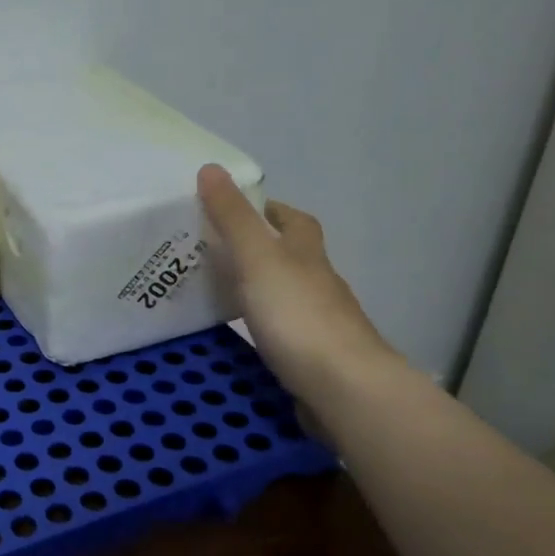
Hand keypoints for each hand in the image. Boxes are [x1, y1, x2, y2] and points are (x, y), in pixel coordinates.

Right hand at [196, 164, 398, 407]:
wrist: (343, 388)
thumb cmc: (298, 316)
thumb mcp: (257, 259)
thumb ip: (233, 218)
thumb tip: (211, 167)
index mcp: (306, 256)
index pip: (295, 221)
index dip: (272, 210)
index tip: (242, 208)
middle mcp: (318, 284)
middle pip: (293, 258)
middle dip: (262, 249)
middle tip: (217, 250)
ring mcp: (319, 323)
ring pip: (287, 295)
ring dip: (261, 289)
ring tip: (219, 290)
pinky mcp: (312, 357)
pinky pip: (284, 331)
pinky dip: (264, 325)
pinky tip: (243, 334)